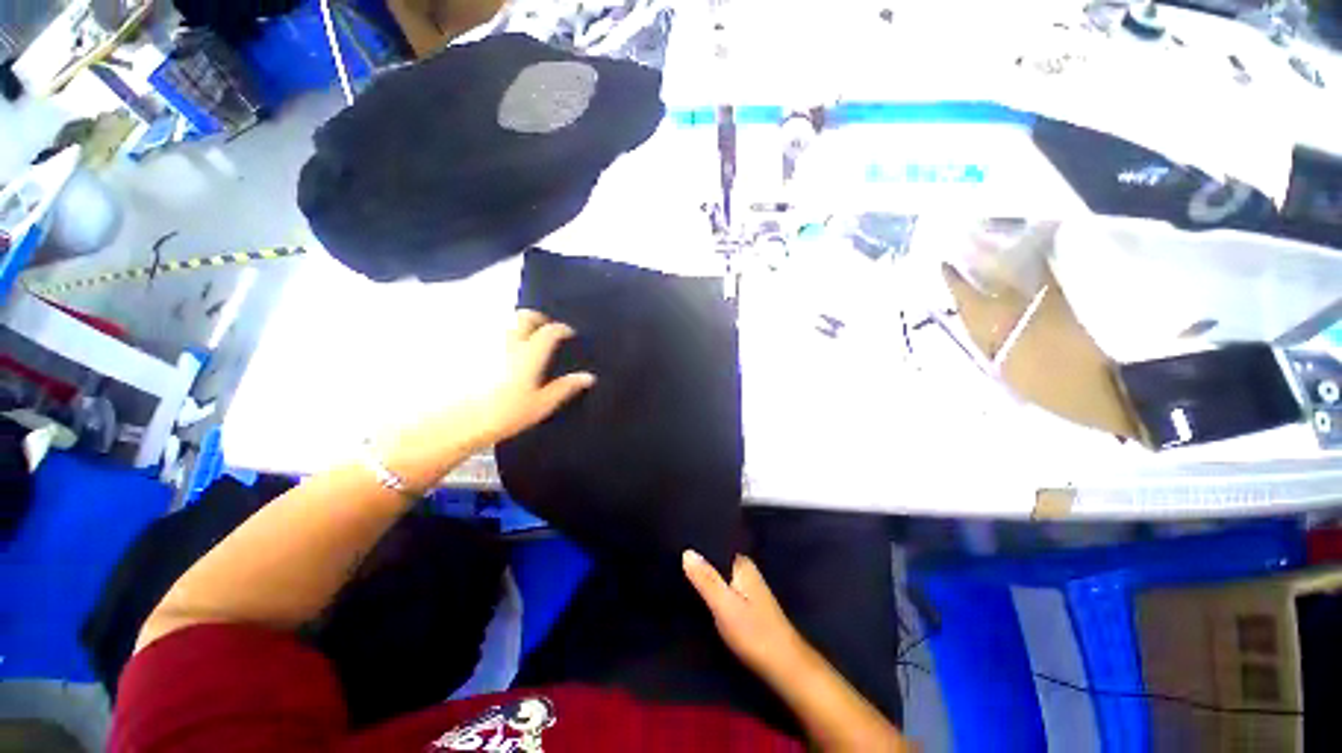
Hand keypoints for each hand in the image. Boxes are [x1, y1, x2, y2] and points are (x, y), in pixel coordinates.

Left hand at [377, 311, 592, 488]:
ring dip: (518, 325)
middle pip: (524, 316)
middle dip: (538, 317)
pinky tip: (501, 351)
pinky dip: (501, 336)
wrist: (458, 422)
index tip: (568, 333)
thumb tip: (588, 377)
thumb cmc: (505, 414)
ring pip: (505, 323)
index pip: (550, 331)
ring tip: (524, 339)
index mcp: (530, 353)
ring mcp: (486, 343)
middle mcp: (509, 341)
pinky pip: (489, 334)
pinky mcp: (469, 350)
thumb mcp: (541, 405)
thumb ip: (565, 388)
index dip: (562, 329)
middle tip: (545, 328)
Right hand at [683, 550, 815, 682]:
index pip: (715, 545)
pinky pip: (723, 588)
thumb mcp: (724, 605)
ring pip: (719, 576)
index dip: (696, 545)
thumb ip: (706, 579)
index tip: (675, 542)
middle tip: (671, 560)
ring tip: (677, 573)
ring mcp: (747, 588)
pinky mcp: (746, 605)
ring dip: (704, 577)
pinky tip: (697, 594)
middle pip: (717, 560)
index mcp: (742, 564)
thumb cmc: (754, 633)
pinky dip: (711, 590)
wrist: (784, 666)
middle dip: (698, 562)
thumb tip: (686, 551)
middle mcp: (746, 571)